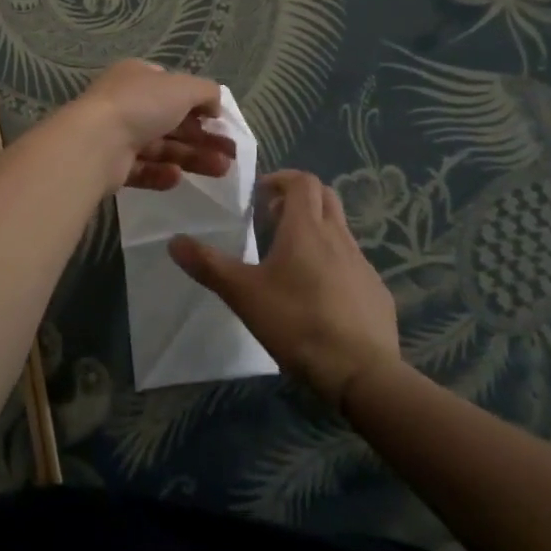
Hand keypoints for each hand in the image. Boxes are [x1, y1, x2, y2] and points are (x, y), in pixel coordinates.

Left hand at [69, 60, 234, 191]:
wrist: (96, 142)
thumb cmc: (141, 104)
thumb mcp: (183, 87)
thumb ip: (206, 92)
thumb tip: (216, 106)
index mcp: (138, 76)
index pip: (173, 88)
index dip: (198, 104)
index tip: (220, 122)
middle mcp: (126, 103)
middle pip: (172, 121)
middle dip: (203, 137)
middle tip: (231, 154)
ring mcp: (117, 135)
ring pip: (162, 147)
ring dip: (192, 157)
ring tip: (222, 171)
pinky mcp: (112, 166)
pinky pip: (143, 170)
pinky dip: (162, 174)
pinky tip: (178, 178)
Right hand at [170, 170, 399, 407]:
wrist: (362, 372)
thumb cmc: (297, 323)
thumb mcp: (244, 294)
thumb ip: (209, 265)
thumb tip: (174, 241)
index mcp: (306, 228)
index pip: (303, 181)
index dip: (282, 179)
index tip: (261, 194)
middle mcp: (338, 237)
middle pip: (325, 197)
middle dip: (299, 199)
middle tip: (273, 219)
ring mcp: (362, 264)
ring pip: (340, 230)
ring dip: (316, 231)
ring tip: (291, 261)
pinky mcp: (376, 292)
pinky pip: (352, 264)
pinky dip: (334, 263)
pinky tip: (319, 296)